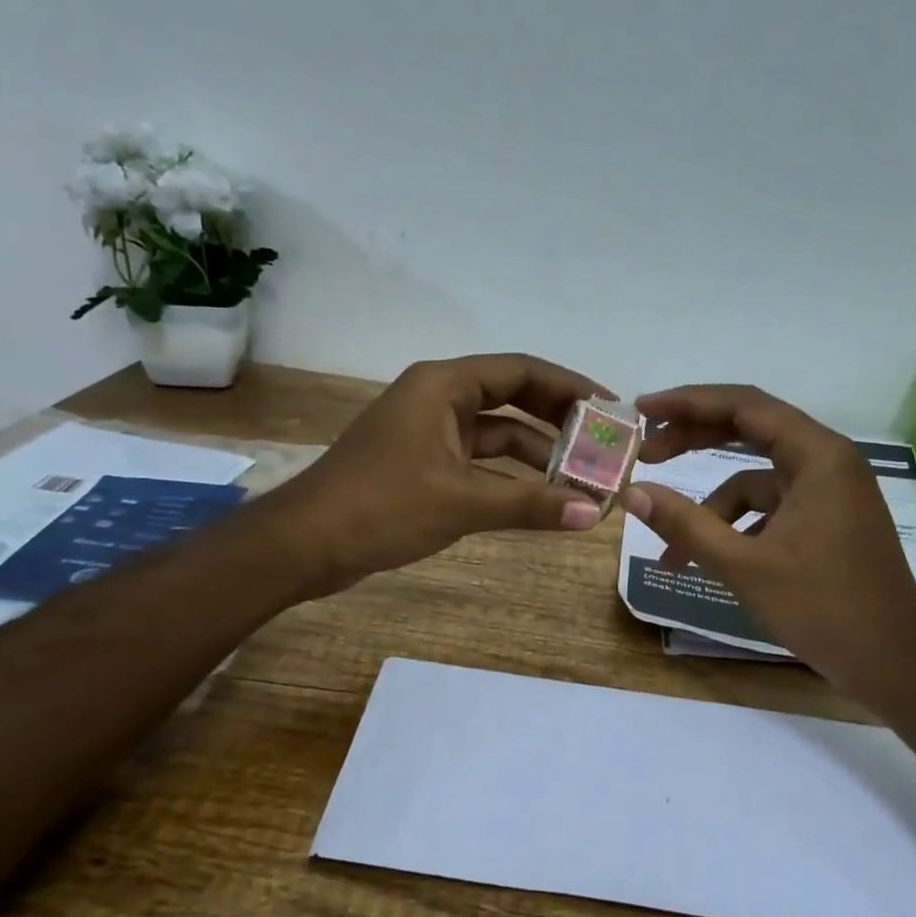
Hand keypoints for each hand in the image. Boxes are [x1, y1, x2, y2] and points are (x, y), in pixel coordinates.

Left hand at [273, 354, 608, 594]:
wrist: (304, 545)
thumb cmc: (381, 507)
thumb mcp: (461, 502)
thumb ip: (530, 504)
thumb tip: (595, 514)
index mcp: (443, 385)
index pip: (521, 371)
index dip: (570, 387)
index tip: (611, 409)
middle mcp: (437, 398)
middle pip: (513, 398)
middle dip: (558, 422)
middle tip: (604, 444)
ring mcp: (429, 432)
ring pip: (497, 433)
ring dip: (538, 454)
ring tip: (584, 478)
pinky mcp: (423, 463)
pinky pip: (479, 460)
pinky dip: (510, 476)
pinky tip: (542, 497)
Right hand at [624, 385, 915, 712]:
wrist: (895, 664)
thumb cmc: (824, 609)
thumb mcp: (744, 566)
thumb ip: (686, 525)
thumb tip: (632, 493)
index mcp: (817, 455)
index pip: (743, 404)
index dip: (687, 402)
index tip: (642, 410)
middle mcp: (826, 460)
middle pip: (749, 429)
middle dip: (693, 440)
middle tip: (646, 453)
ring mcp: (828, 491)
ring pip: (754, 478)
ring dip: (710, 504)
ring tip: (671, 547)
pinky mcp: (825, 519)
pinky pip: (770, 507)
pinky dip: (736, 526)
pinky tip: (711, 560)